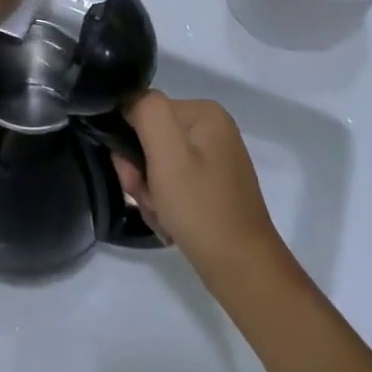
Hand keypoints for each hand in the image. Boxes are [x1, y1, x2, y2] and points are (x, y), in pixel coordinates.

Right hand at [112, 91, 287, 284]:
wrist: (242, 270)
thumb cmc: (201, 209)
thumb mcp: (167, 154)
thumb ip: (146, 111)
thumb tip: (129, 101)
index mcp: (204, 113)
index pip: (144, 111)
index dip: (130, 143)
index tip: (134, 177)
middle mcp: (212, 129)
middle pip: (151, 139)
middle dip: (141, 173)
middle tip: (149, 200)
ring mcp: (214, 159)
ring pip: (158, 165)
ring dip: (151, 192)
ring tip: (162, 216)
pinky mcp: (213, 185)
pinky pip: (173, 183)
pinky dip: (165, 203)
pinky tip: (171, 223)